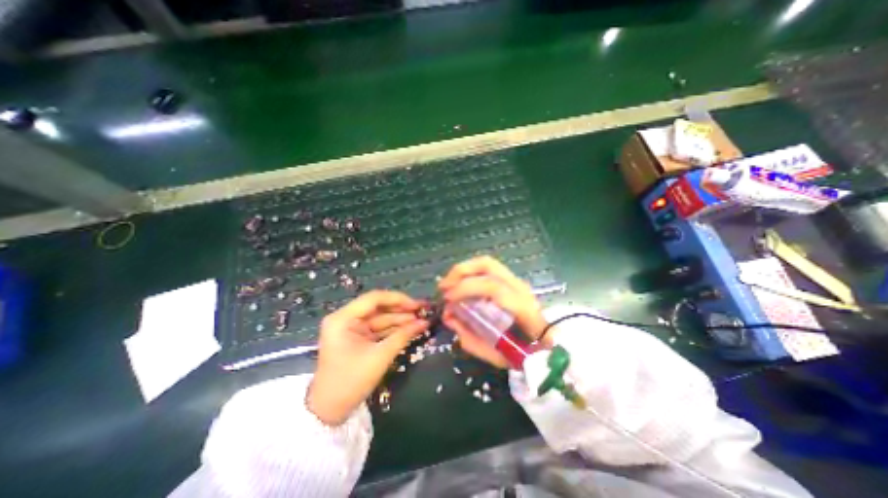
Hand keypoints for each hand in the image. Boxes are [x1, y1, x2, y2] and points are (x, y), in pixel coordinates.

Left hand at [307, 290, 427, 425]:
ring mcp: (352, 328)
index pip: (374, 298)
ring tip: (422, 319)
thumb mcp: (380, 357)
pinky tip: (411, 328)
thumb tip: (424, 322)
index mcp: (343, 318)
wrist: (330, 411)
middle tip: (423, 311)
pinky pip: (379, 328)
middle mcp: (346, 318)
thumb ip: (403, 336)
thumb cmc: (351, 381)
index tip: (417, 305)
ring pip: (381, 318)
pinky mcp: (358, 338)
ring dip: (400, 319)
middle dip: (401, 310)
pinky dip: (394, 329)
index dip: (398, 299)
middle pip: (378, 307)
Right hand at [436, 257, 547, 369]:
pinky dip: (470, 272)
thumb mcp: (495, 353)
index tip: (448, 299)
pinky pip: (488, 269)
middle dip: (461, 272)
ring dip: (464, 269)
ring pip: (487, 263)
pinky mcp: (512, 281)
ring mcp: (517, 281)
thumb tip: (447, 316)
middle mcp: (520, 287)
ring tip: (448, 282)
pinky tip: (461, 283)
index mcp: (522, 307)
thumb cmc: (524, 354)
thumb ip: (469, 335)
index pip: (492, 287)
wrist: (548, 346)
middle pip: (488, 265)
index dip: (466, 289)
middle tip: (444, 286)